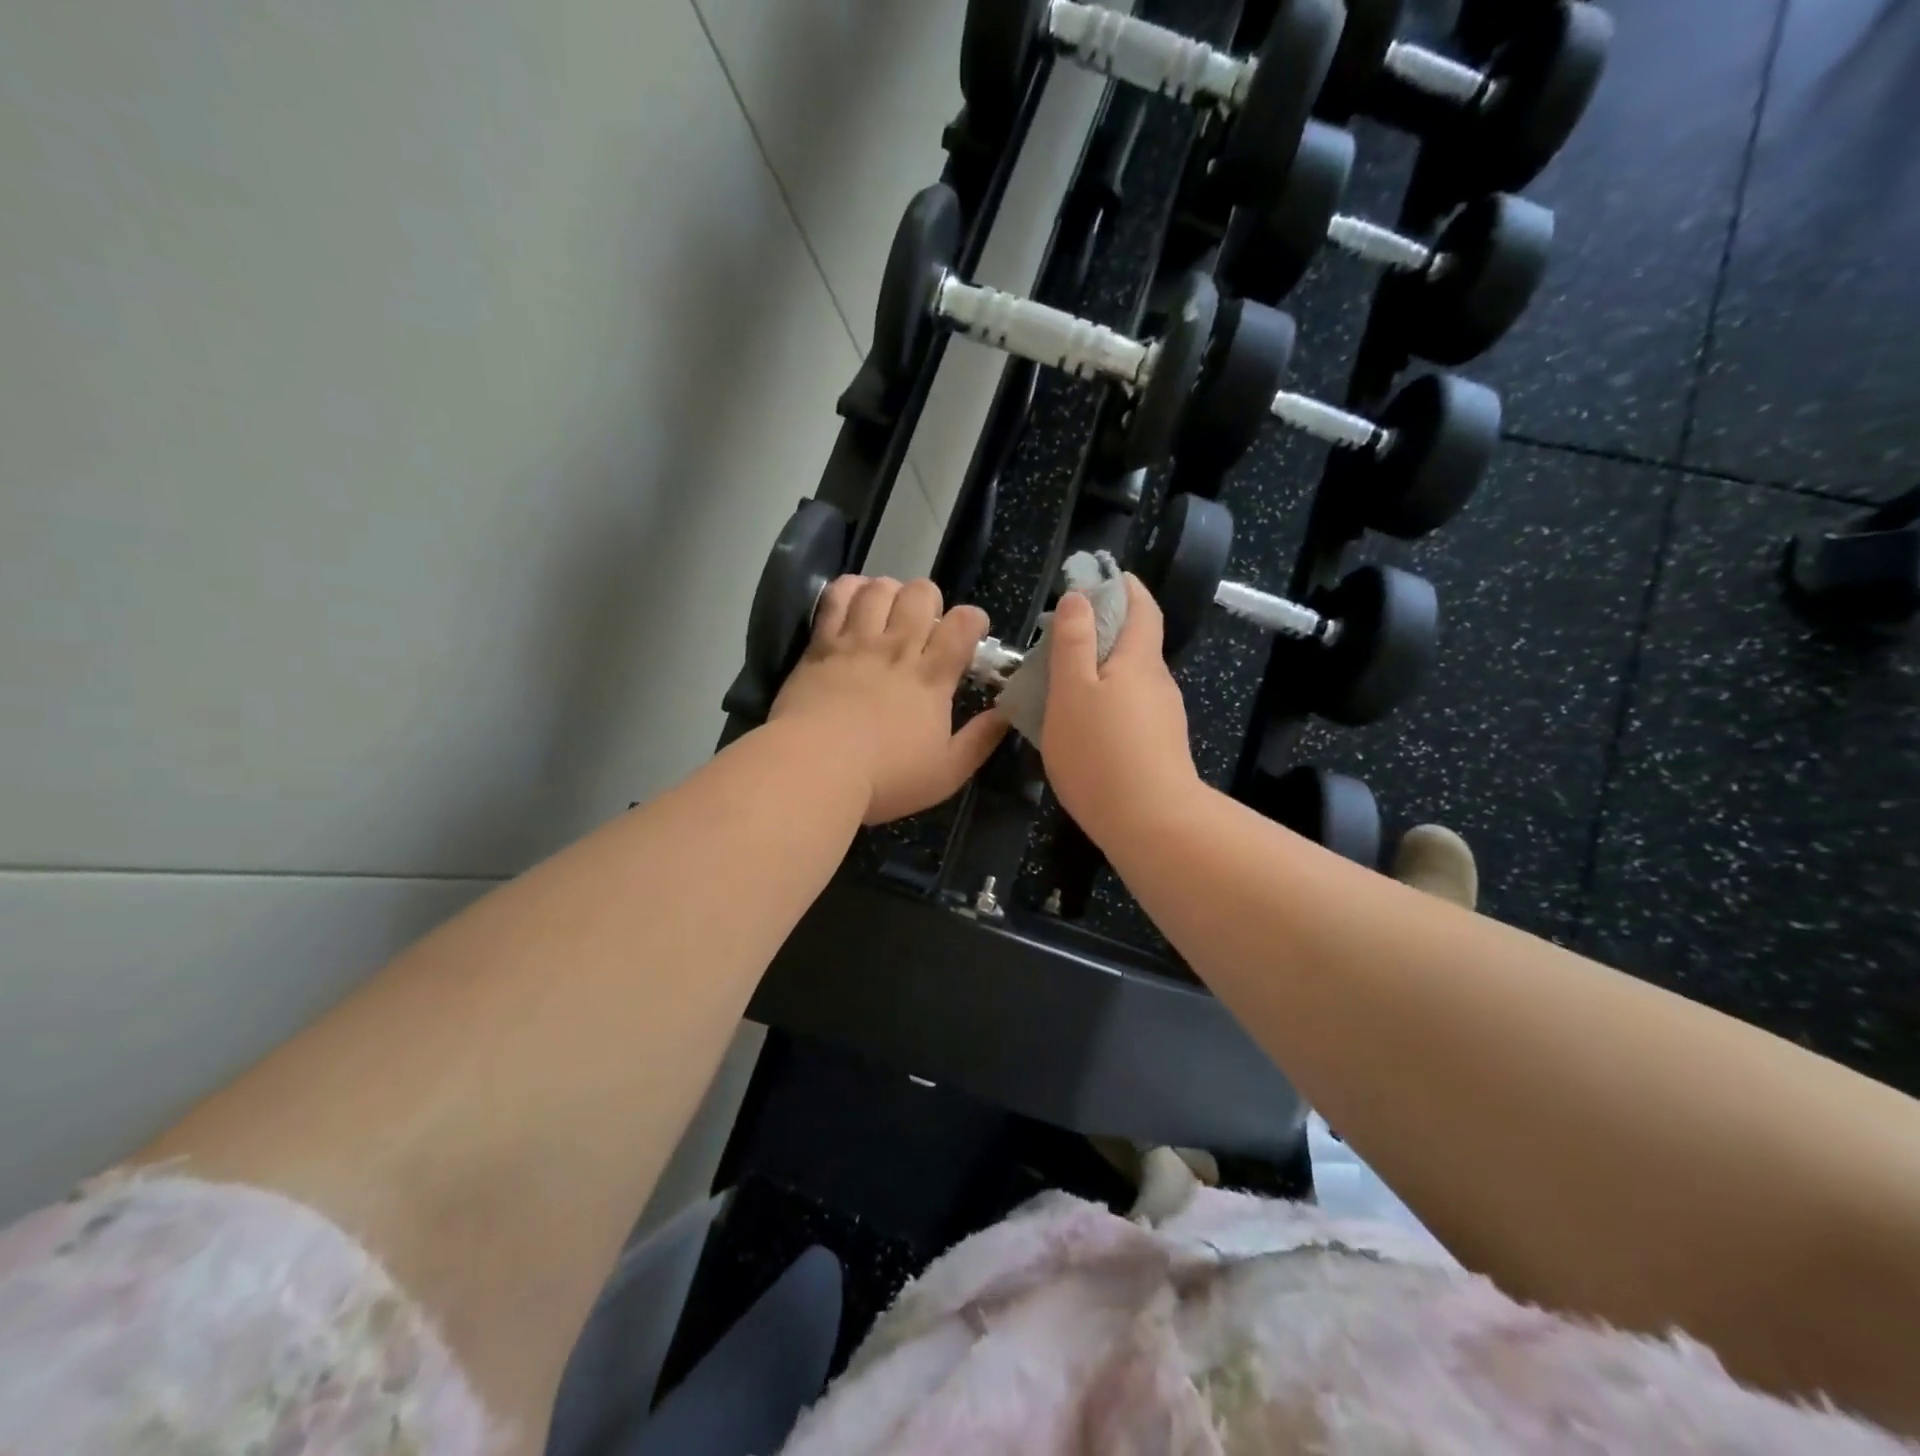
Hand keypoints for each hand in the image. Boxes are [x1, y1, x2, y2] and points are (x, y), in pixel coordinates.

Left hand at [771, 576, 1007, 824]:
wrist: (814, 769)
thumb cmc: (885, 778)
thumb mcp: (947, 773)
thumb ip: (980, 741)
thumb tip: (1006, 714)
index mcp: (931, 677)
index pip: (963, 624)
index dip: (973, 619)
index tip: (971, 634)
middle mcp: (897, 648)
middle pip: (921, 594)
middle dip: (931, 600)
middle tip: (926, 625)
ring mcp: (856, 642)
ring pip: (880, 588)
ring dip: (891, 592)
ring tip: (889, 612)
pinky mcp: (820, 645)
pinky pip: (837, 598)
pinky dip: (850, 589)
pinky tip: (855, 599)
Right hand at [1040, 575, 1201, 847]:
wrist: (1152, 824)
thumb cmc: (1101, 751)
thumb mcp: (1072, 692)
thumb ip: (1074, 642)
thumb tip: (1080, 597)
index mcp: (1138, 659)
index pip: (1141, 607)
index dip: (1124, 587)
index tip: (1100, 577)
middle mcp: (1157, 682)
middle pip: (1136, 642)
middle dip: (1105, 630)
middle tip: (1063, 636)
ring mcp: (1162, 717)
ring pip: (1130, 679)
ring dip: (1102, 670)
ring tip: (1062, 683)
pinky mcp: (1159, 747)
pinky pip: (1130, 709)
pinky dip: (1107, 702)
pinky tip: (1083, 725)